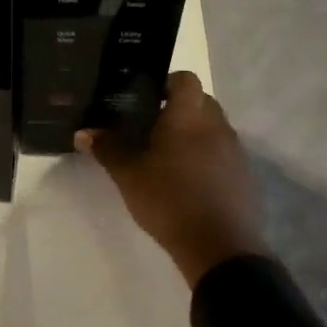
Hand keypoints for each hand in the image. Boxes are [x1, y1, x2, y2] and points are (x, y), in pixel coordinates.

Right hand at [77, 72, 267, 288]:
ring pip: (212, 128)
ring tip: (167, 156)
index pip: (185, 79)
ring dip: (193, 134)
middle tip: (150, 127)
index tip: (146, 98)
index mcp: (188, 116)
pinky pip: (222, 153)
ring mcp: (234, 150)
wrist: (219, 247)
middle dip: (178, 109)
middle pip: (200, 101)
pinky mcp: (244, 175)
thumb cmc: (169, 200)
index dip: (166, 83)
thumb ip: (107, 149)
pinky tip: (187, 181)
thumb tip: (83, 133)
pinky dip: (206, 157)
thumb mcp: (128, 175)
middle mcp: (216, 125)